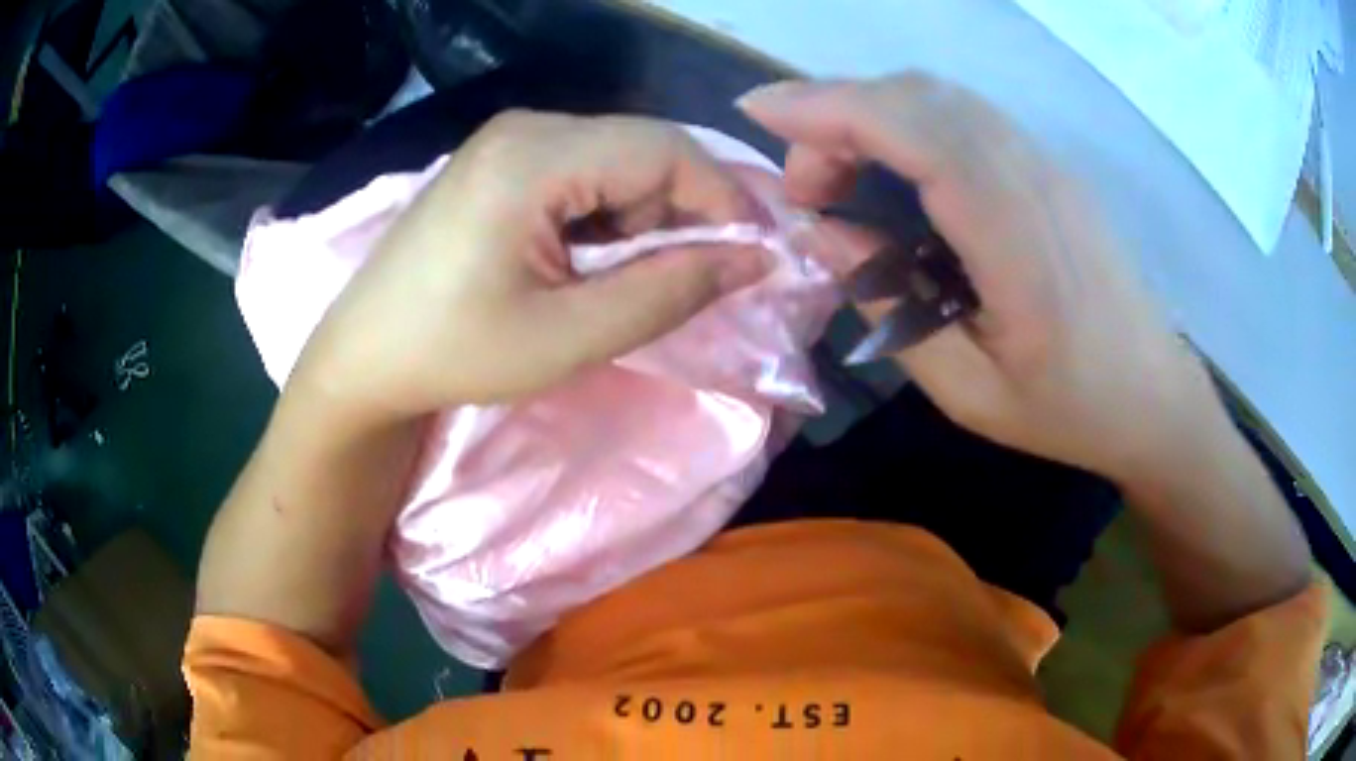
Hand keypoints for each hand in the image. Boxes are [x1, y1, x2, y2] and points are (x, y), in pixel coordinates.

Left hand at [290, 112, 765, 422]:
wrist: (365, 355)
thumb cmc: (454, 352)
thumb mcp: (569, 336)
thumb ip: (668, 292)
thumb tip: (753, 260)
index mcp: (533, 158)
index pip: (664, 150)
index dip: (723, 198)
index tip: (756, 255)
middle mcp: (525, 128)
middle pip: (643, 148)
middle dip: (684, 210)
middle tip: (690, 278)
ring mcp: (509, 140)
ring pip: (618, 159)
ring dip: (647, 216)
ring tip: (633, 278)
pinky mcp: (502, 160)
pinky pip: (584, 170)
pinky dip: (610, 213)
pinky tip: (594, 259)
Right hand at [738, 75, 1229, 484]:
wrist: (1155, 395)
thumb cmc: (1071, 409)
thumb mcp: (971, 394)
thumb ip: (892, 312)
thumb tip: (828, 236)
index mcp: (1016, 239)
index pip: (915, 132)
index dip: (830, 108)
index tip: (760, 115)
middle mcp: (1033, 177)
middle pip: (919, 97)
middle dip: (837, 114)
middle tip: (805, 186)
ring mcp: (1046, 163)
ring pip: (940, 97)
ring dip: (871, 113)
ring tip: (835, 172)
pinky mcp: (1050, 166)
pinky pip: (965, 115)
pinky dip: (908, 119)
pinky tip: (890, 163)